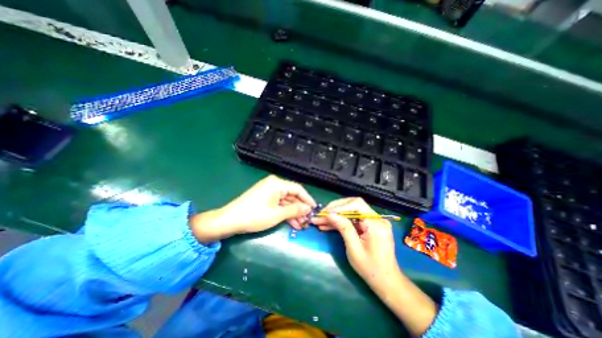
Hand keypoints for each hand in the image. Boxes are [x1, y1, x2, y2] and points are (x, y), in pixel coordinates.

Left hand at [191, 177, 314, 241]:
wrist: (229, 221)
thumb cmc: (255, 215)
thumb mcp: (277, 214)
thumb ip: (295, 210)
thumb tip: (308, 209)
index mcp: (277, 183)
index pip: (298, 189)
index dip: (307, 199)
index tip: (314, 209)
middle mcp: (274, 184)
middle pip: (292, 195)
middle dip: (300, 209)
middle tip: (307, 221)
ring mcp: (268, 191)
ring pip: (286, 201)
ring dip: (293, 213)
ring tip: (301, 225)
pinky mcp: (264, 198)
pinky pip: (278, 204)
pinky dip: (285, 213)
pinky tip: (292, 223)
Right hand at [310, 198, 398, 290]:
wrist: (386, 281)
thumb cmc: (371, 269)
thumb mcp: (354, 249)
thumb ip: (343, 228)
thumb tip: (329, 214)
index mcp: (376, 224)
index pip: (357, 204)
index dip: (340, 206)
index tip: (326, 213)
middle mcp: (376, 219)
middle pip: (353, 205)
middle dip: (335, 210)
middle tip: (320, 215)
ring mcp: (373, 221)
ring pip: (350, 212)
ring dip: (335, 216)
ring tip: (319, 221)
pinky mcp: (368, 226)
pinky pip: (352, 220)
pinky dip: (340, 222)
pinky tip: (327, 226)